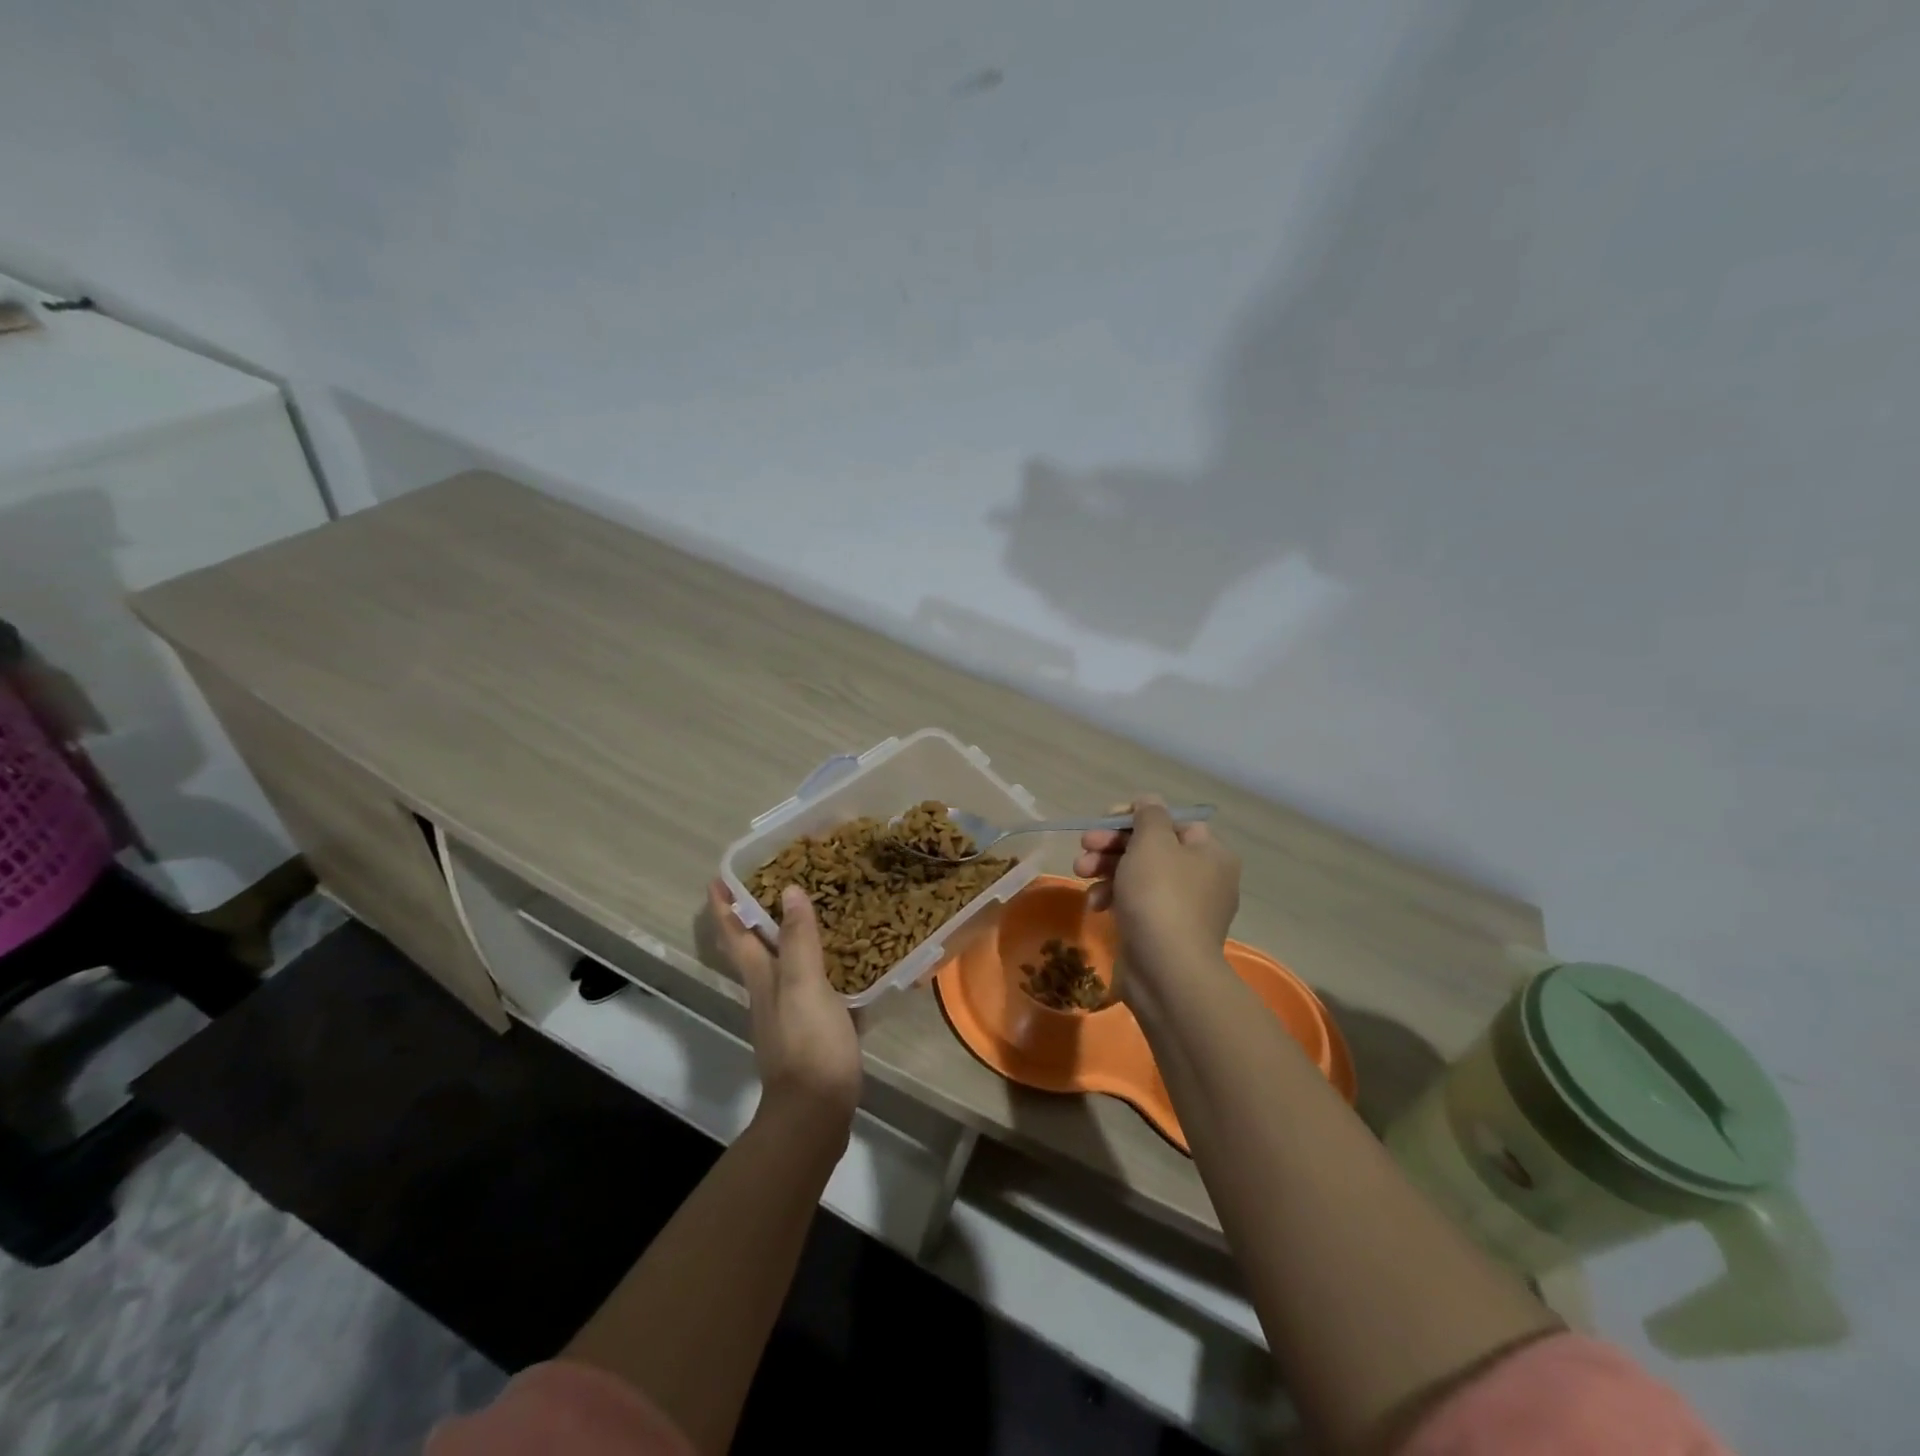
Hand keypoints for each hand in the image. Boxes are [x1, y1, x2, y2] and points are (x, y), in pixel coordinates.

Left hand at [708, 881, 861, 1134]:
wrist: (816, 1110)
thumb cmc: (808, 1043)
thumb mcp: (805, 985)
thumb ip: (798, 939)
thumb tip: (788, 890)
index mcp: (762, 978)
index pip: (735, 934)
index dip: (724, 906)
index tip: (717, 878)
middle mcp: (769, 992)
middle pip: (755, 948)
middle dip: (754, 916)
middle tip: (772, 882)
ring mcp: (790, 1013)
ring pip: (784, 965)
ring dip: (789, 938)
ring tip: (812, 912)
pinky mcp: (812, 1029)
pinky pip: (813, 985)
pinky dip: (821, 966)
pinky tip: (845, 961)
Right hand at [1074, 796, 1240, 1000]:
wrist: (1165, 971)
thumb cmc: (1160, 896)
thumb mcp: (1152, 842)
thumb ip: (1148, 815)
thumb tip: (1148, 801)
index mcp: (1210, 853)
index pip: (1171, 821)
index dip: (1134, 816)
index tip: (1104, 820)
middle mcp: (1203, 878)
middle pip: (1151, 848)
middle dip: (1112, 844)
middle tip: (1084, 846)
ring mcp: (1184, 908)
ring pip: (1139, 875)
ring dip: (1106, 869)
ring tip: (1080, 872)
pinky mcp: (1164, 932)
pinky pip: (1137, 904)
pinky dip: (1114, 898)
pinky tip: (1095, 904)